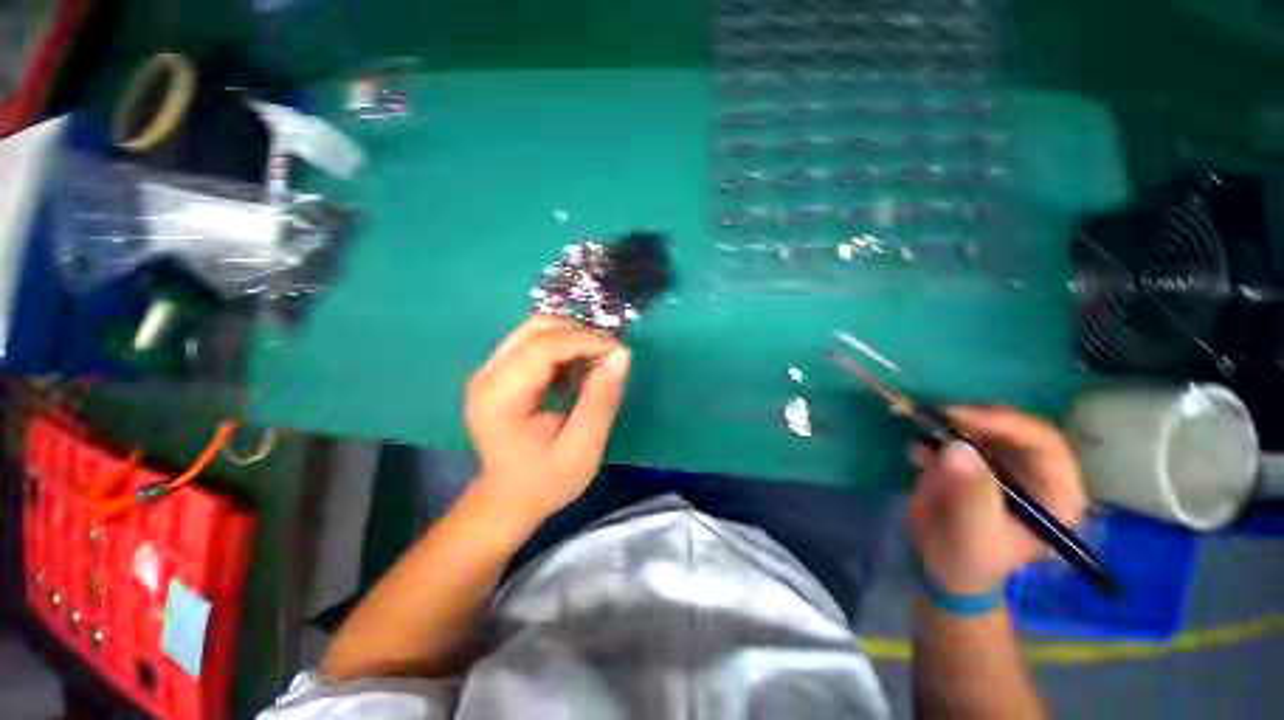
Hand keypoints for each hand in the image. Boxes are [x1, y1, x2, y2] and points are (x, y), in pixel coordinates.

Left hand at [465, 315, 631, 528]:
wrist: (508, 498)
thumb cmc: (545, 481)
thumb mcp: (582, 449)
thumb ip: (601, 401)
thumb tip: (621, 354)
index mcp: (500, 399)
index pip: (542, 347)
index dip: (585, 340)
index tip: (618, 352)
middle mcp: (486, 375)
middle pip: (537, 328)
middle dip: (581, 334)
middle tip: (610, 357)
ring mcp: (489, 369)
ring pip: (536, 328)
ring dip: (573, 338)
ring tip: (594, 365)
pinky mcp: (498, 370)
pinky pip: (534, 340)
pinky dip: (563, 347)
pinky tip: (575, 372)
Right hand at [908, 406, 1086, 595]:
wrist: (944, 566)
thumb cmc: (969, 560)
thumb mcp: (972, 534)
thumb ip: (971, 495)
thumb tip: (958, 449)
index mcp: (1056, 493)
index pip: (1043, 443)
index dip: (1005, 424)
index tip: (958, 417)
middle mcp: (1037, 471)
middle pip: (1014, 427)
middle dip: (974, 418)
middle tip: (934, 416)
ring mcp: (1004, 463)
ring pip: (985, 425)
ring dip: (951, 424)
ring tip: (920, 432)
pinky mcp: (975, 460)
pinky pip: (957, 434)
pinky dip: (935, 434)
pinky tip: (917, 452)